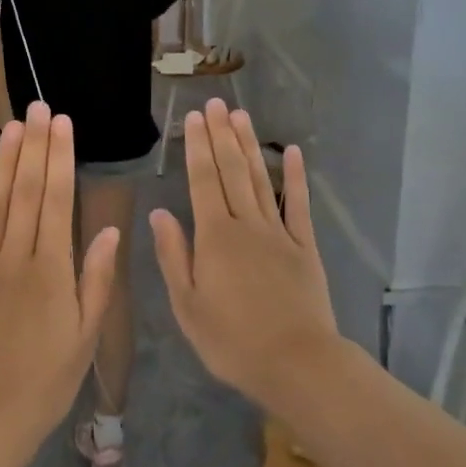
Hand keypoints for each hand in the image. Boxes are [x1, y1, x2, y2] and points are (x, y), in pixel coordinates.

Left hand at [0, 102, 120, 449]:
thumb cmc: (45, 382)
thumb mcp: (85, 336)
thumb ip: (95, 280)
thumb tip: (107, 231)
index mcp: (52, 269)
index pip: (57, 201)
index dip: (60, 158)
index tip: (62, 123)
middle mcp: (16, 257)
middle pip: (26, 193)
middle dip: (33, 147)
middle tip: (37, 107)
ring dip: (3, 164)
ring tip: (10, 127)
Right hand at [150, 99, 340, 408]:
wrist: (296, 363)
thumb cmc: (231, 340)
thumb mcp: (187, 305)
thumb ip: (174, 256)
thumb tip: (160, 213)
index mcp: (214, 237)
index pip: (202, 182)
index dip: (196, 147)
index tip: (193, 118)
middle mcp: (246, 225)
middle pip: (232, 172)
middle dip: (221, 136)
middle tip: (216, 103)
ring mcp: (279, 234)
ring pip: (261, 180)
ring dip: (250, 146)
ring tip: (241, 116)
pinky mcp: (305, 247)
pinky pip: (299, 206)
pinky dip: (296, 178)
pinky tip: (292, 153)